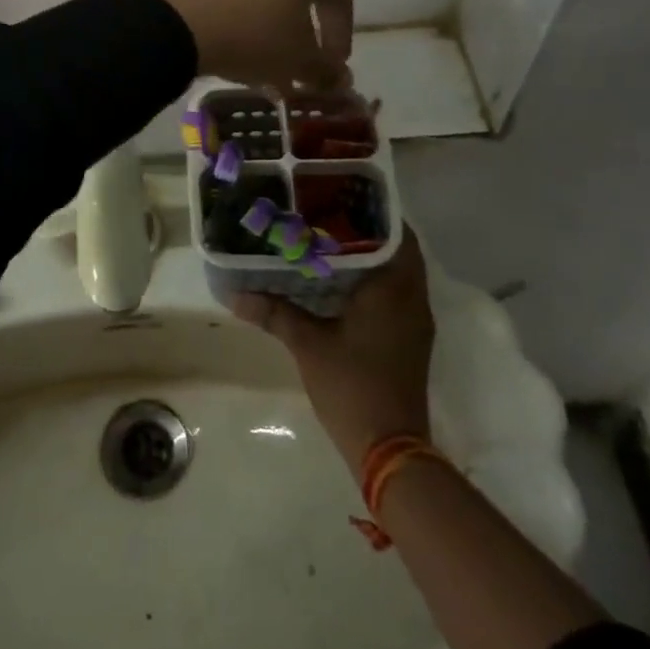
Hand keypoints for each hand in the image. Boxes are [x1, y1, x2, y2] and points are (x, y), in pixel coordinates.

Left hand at [144, 0, 353, 90]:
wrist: (174, 21)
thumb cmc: (252, 33)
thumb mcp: (297, 59)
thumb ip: (325, 69)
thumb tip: (337, 79)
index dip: (340, 32)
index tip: (334, 63)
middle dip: (304, 22)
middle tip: (302, 55)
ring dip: (271, 15)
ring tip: (266, 52)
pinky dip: (241, 8)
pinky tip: (235, 37)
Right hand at [229, 229, 435, 471]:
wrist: (390, 450)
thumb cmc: (352, 386)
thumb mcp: (308, 345)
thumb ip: (275, 313)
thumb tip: (234, 294)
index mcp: (394, 289)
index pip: (398, 234)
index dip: (375, 212)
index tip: (344, 198)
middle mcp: (412, 299)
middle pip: (398, 250)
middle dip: (367, 232)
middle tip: (328, 216)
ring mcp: (414, 322)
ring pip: (397, 274)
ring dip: (371, 257)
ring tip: (329, 242)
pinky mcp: (409, 340)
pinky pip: (395, 295)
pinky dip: (374, 281)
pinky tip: (339, 283)